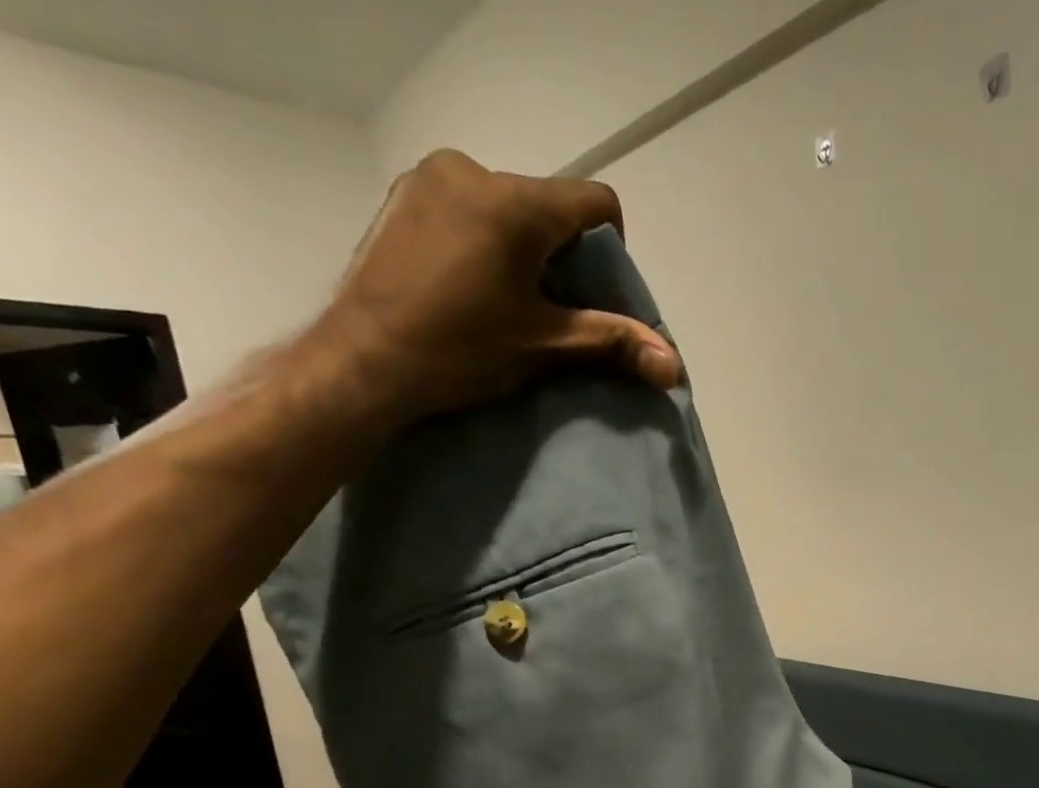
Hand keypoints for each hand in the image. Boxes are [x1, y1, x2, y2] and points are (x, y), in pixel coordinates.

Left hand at [308, 149, 680, 429]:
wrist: (364, 362)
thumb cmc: (461, 350)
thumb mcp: (545, 347)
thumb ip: (612, 344)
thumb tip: (673, 366)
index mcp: (516, 201)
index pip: (595, 202)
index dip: (611, 248)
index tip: (594, 293)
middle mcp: (473, 170)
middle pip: (547, 204)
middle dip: (559, 252)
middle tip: (548, 308)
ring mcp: (428, 178)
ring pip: (504, 205)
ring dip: (518, 246)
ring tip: (503, 300)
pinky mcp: (400, 197)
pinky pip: (464, 207)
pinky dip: (480, 239)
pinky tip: (465, 285)